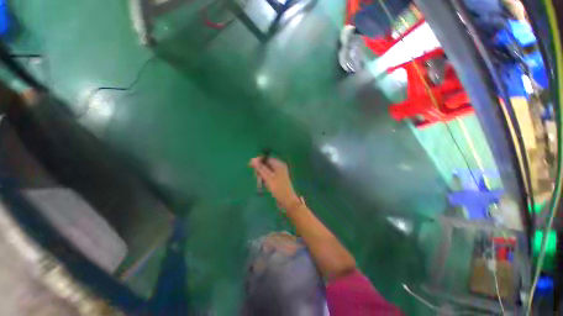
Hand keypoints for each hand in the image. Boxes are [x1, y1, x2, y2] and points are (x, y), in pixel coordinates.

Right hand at [250, 156, 300, 210]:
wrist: (287, 201)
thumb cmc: (278, 188)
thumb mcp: (268, 178)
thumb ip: (260, 168)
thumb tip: (252, 159)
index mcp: (279, 164)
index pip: (266, 158)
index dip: (258, 161)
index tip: (250, 165)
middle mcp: (279, 167)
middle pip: (266, 164)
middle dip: (260, 169)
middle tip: (256, 177)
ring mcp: (279, 173)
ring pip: (266, 171)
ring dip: (261, 175)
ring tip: (260, 182)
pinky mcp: (277, 179)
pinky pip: (269, 176)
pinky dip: (265, 179)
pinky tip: (264, 184)